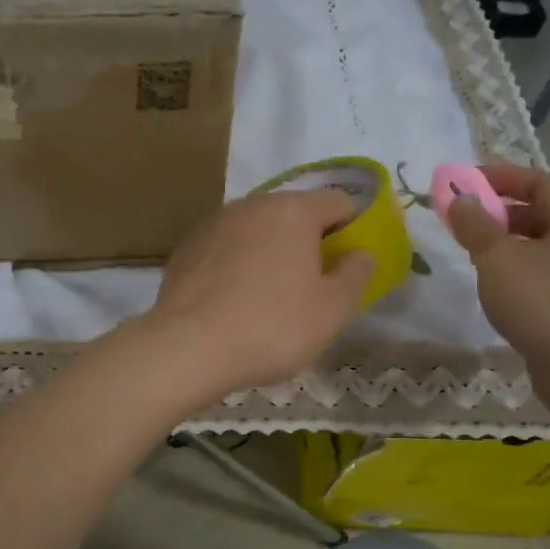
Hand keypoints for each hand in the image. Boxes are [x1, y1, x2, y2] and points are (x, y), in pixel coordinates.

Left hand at [143, 188, 372, 403]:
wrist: (188, 346)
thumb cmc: (272, 326)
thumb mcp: (332, 309)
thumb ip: (356, 274)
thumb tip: (362, 253)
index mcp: (293, 210)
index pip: (338, 202)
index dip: (351, 229)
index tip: (347, 264)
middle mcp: (252, 204)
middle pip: (294, 213)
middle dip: (308, 241)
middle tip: (311, 285)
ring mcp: (214, 222)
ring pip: (257, 229)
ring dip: (270, 251)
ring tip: (268, 296)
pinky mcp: (187, 246)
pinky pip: (226, 247)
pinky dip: (237, 263)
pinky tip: (232, 300)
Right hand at [446, 161, 549, 366]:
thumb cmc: (539, 302)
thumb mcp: (496, 258)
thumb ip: (476, 224)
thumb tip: (462, 200)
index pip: (540, 183)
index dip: (502, 177)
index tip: (467, 181)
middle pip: (545, 213)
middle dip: (503, 212)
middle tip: (468, 219)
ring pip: (547, 245)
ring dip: (511, 242)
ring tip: (478, 253)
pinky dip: (524, 267)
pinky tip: (500, 284)